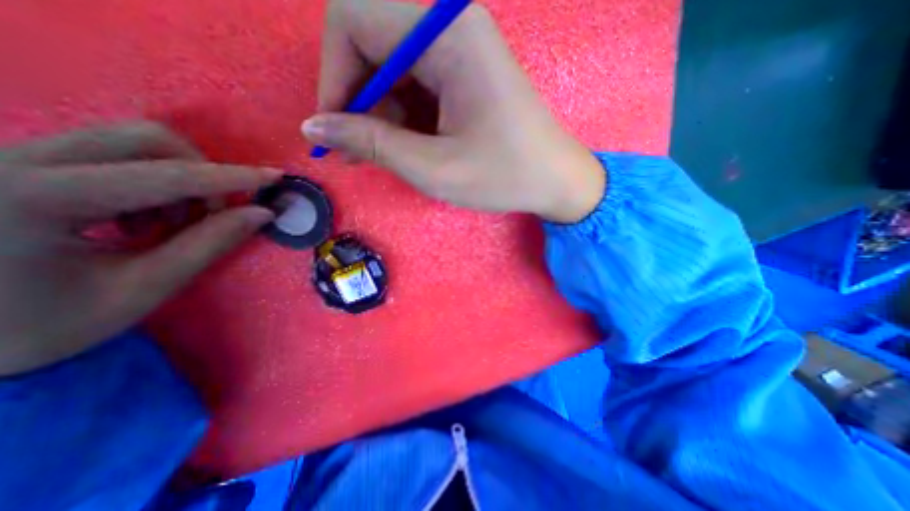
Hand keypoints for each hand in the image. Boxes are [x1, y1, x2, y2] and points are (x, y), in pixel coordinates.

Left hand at [0, 120, 280, 374]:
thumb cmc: (40, 325)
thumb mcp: (143, 289)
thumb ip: (209, 245)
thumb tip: (261, 214)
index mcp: (31, 199)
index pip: (166, 176)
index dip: (231, 177)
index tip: (276, 176)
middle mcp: (10, 160)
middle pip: (145, 139)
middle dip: (201, 173)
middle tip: (209, 215)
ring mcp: (9, 156)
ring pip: (131, 142)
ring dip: (178, 180)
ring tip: (168, 224)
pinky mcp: (18, 161)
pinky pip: (113, 153)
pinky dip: (153, 181)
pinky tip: (139, 218)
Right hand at [302, 0, 605, 223]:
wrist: (553, 179)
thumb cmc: (503, 176)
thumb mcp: (434, 168)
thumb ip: (372, 144)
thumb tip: (315, 128)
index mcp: (448, 35)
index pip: (354, 18)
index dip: (334, 75)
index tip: (335, 130)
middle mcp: (451, 27)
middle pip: (370, 39)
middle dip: (355, 98)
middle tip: (355, 151)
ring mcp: (459, 49)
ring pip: (389, 66)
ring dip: (377, 112)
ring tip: (381, 156)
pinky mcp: (463, 73)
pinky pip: (412, 82)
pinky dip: (399, 114)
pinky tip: (405, 146)